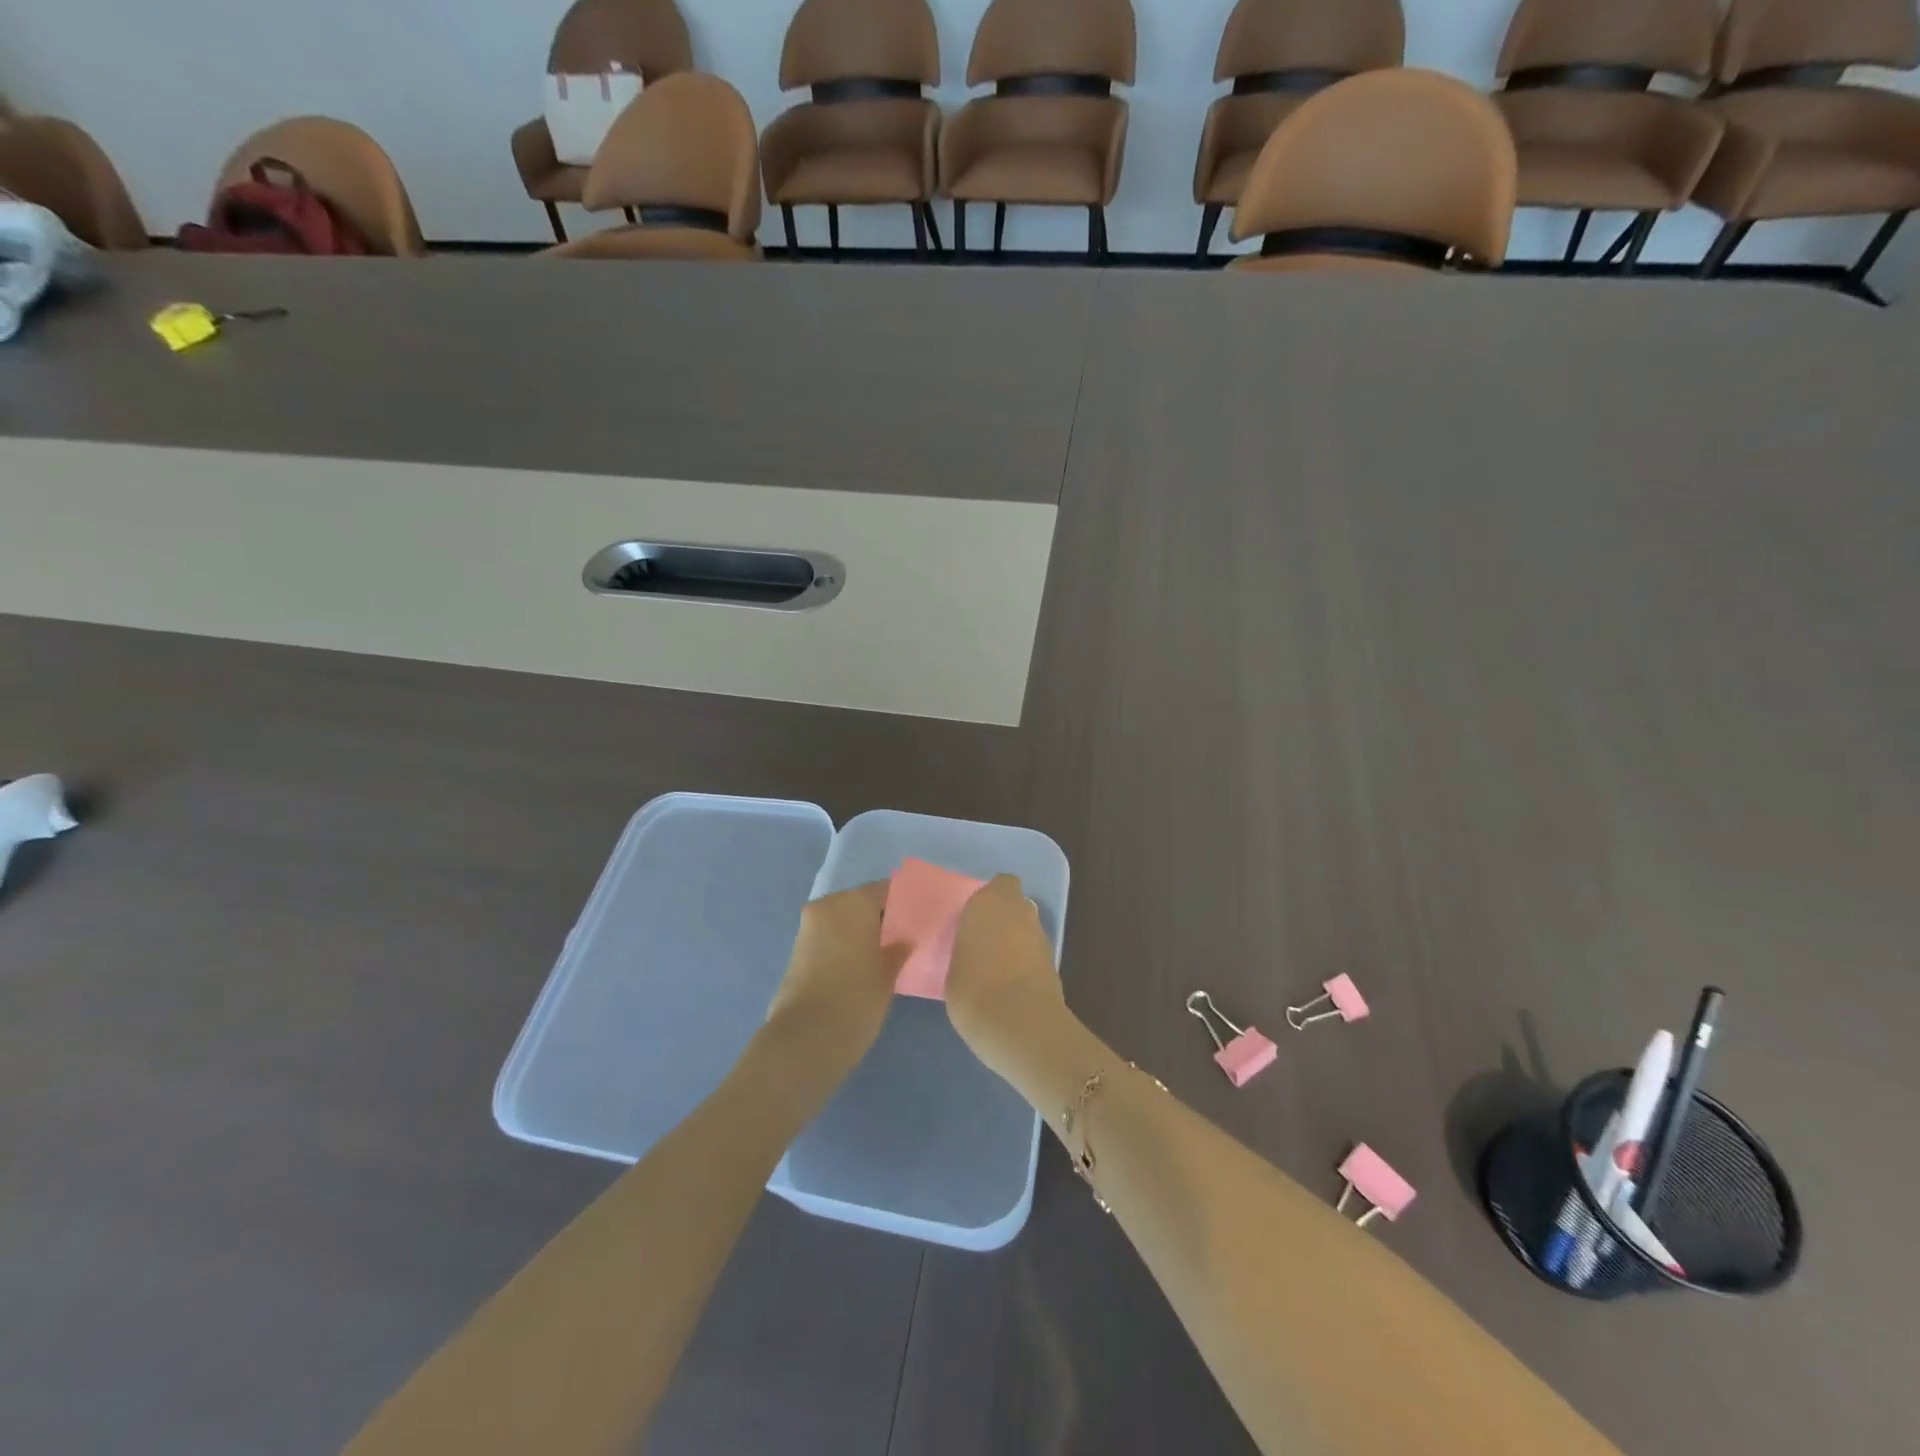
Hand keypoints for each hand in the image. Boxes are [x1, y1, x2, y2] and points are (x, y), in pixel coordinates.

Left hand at [762, 882, 907, 1087]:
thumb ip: (898, 950)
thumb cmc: (856, 999)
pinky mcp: (797, 950)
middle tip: (904, 938)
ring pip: (843, 920)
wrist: (806, 1039)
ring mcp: (808, 927)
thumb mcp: (887, 975)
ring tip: (884, 954)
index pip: (885, 890)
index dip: (903, 904)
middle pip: (861, 902)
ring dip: (861, 931)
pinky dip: (844, 944)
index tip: (919, 919)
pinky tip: (861, 965)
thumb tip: (903, 940)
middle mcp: (827, 906)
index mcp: (853, 902)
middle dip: (880, 917)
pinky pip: (829, 936)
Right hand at [945, 875, 1063, 1062]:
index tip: (976, 917)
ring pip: (1027, 929)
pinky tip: (1010, 985)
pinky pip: (1034, 953)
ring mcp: (1041, 936)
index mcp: (990, 902)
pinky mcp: (1054, 963)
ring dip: (1016, 941)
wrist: (1018, 1022)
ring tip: (995, 968)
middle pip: (1016, 905)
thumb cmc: (972, 987)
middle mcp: (1020, 911)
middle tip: (983, 942)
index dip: (992, 897)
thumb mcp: (954, 962)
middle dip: (1004, 919)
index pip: (1000, 884)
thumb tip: (975, 950)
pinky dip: (1026, 962)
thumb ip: (969, 945)